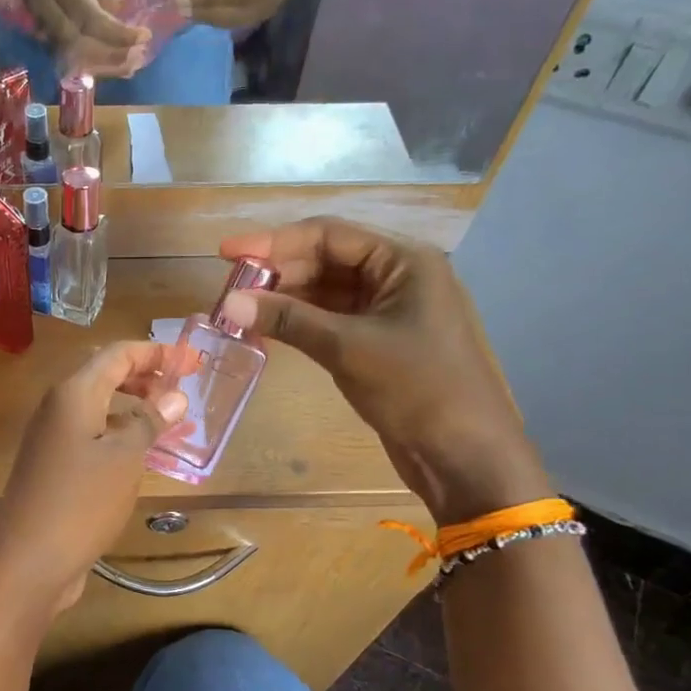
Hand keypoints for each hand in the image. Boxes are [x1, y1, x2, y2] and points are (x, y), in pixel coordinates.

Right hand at [0, 0, 148, 76]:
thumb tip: (119, 15)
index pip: (91, 18)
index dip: (117, 33)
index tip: (142, 37)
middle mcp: (47, 8)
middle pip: (81, 45)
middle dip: (111, 57)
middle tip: (137, 60)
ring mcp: (40, 22)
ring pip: (73, 54)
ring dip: (101, 64)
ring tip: (127, 66)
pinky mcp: (39, 30)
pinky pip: (66, 52)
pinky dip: (88, 60)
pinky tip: (108, 62)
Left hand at [0, 341, 193, 618]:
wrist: (27, 560)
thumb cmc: (81, 501)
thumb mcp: (124, 458)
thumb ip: (149, 422)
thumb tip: (174, 397)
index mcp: (73, 394)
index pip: (117, 354)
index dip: (156, 353)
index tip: (192, 361)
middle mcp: (59, 408)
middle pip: (105, 377)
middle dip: (146, 377)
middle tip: (184, 388)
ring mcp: (53, 439)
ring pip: (100, 408)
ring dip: (135, 408)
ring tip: (173, 421)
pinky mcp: (55, 468)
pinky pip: (94, 437)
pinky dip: (121, 436)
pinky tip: (145, 455)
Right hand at [217, 218, 549, 525]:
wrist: (464, 455)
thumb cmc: (417, 389)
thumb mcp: (348, 348)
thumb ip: (288, 319)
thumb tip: (228, 301)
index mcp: (403, 261)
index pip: (328, 235)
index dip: (273, 242)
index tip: (227, 252)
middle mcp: (397, 276)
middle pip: (326, 260)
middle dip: (277, 272)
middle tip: (228, 289)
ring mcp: (389, 310)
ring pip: (326, 291)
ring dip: (285, 298)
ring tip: (238, 310)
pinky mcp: (379, 341)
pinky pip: (331, 319)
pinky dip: (300, 322)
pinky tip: (267, 328)